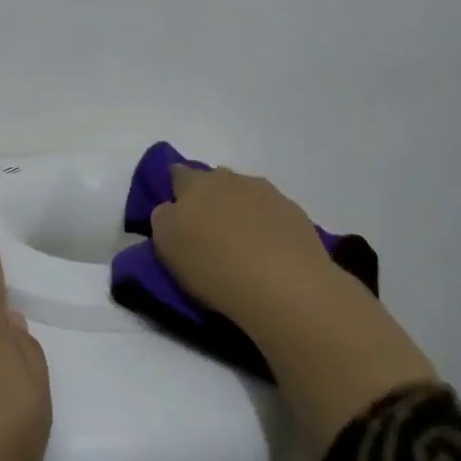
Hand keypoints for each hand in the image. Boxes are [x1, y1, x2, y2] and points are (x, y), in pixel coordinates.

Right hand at [150, 165, 338, 325]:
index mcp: (196, 183)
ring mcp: (269, 194)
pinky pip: (272, 214)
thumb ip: (163, 219)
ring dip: (240, 211)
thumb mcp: (167, 246)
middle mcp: (233, 179)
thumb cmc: (213, 266)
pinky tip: (268, 253)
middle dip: (209, 199)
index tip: (175, 212)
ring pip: (246, 195)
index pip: (177, 173)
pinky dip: (266, 227)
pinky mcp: (296, 215)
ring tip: (240, 245)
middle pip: (215, 182)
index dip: (174, 190)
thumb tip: (171, 209)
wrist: (284, 287)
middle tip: (207, 231)